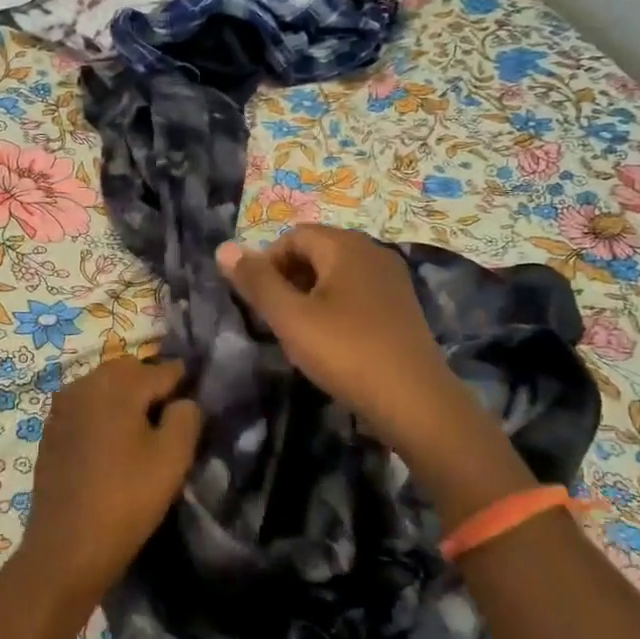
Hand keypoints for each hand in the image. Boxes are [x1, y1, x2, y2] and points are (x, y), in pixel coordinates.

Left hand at [16, 357, 201, 620]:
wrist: (65, 547)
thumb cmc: (126, 499)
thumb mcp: (173, 458)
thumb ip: (187, 417)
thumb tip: (183, 400)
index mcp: (117, 384)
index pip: (162, 369)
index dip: (184, 382)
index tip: (197, 401)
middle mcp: (85, 383)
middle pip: (129, 371)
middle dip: (151, 385)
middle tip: (170, 417)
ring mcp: (62, 406)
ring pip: (104, 386)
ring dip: (125, 398)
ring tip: (142, 431)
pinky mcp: (50, 429)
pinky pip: (85, 406)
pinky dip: (102, 413)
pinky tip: (112, 443)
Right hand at [216, 227, 449, 437]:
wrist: (416, 402)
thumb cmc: (346, 352)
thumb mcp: (291, 318)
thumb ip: (256, 282)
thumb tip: (223, 248)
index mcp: (346, 246)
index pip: (292, 236)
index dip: (267, 264)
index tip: (259, 303)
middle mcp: (372, 251)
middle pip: (316, 251)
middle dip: (288, 279)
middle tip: (276, 319)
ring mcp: (391, 279)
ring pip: (336, 274)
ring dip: (309, 295)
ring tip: (300, 333)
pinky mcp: (402, 307)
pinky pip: (356, 293)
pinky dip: (335, 308)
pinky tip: (332, 342)